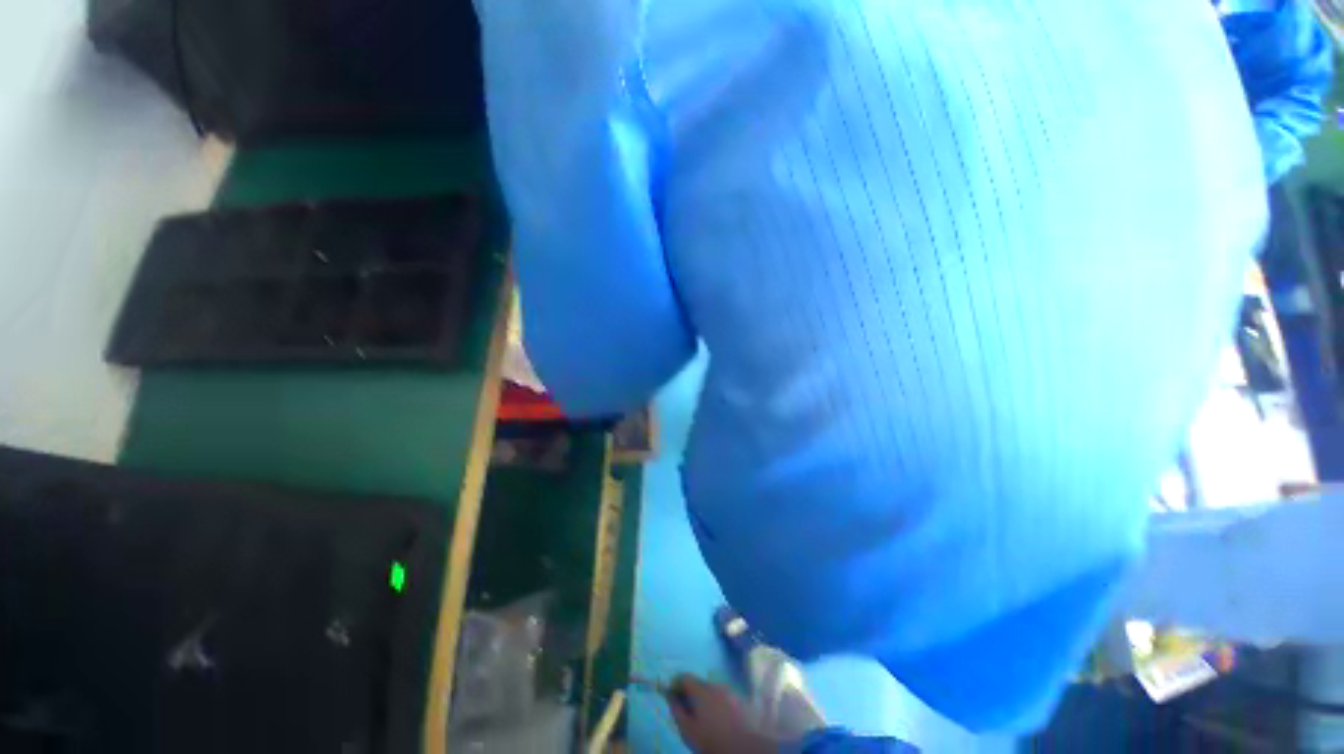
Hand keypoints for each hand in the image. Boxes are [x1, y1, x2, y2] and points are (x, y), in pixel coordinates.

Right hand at [664, 675, 777, 753]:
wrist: (743, 750)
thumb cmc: (712, 741)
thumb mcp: (688, 730)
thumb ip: (676, 710)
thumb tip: (669, 695)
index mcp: (702, 690)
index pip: (684, 677)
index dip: (675, 684)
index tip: (671, 696)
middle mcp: (716, 685)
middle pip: (698, 683)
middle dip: (690, 692)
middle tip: (686, 709)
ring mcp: (730, 692)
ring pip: (712, 690)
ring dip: (704, 698)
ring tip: (702, 717)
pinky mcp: (740, 701)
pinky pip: (723, 697)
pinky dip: (717, 703)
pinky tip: (717, 719)